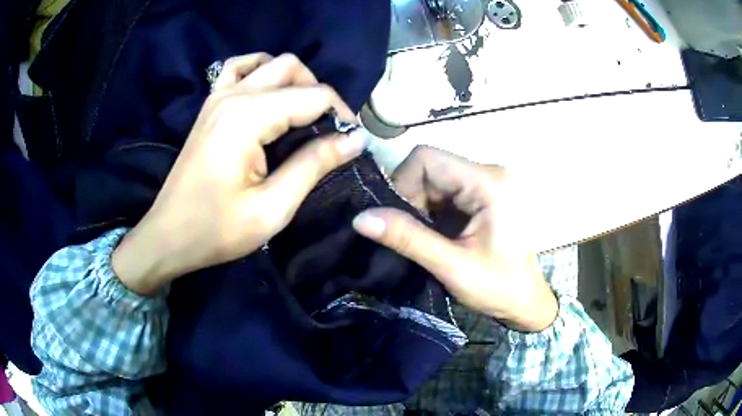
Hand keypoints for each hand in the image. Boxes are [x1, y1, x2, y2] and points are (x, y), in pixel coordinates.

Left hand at [112, 53, 366, 294]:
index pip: (313, 95)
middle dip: (320, 95)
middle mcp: (233, 95)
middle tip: (328, 132)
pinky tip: (268, 94)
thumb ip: (313, 166)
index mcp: (248, 118)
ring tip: (301, 114)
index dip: (340, 116)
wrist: (169, 235)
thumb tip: (354, 140)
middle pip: (292, 69)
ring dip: (294, 82)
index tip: (350, 143)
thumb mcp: (272, 208)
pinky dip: (261, 71)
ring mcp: (218, 96)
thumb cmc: (217, 230)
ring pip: (270, 63)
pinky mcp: (211, 105)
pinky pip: (240, 68)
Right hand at [352, 146, 556, 331]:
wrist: (526, 303)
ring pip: (433, 180)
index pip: (427, 159)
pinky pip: (444, 193)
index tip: (399, 220)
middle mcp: (488, 173)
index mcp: (488, 182)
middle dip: (410, 198)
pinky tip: (434, 235)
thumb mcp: (452, 265)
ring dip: (419, 206)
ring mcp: (486, 184)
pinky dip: (430, 211)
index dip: (403, 183)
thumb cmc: (499, 287)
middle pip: (429, 167)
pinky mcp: (481, 196)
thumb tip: (361, 218)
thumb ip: (408, 238)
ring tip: (423, 239)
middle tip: (410, 234)